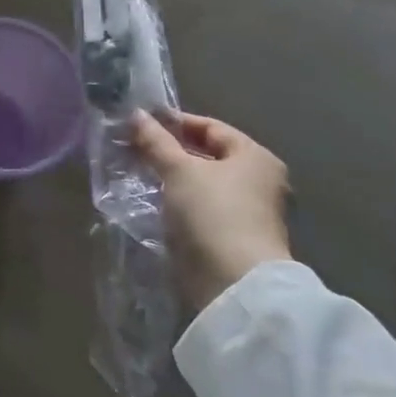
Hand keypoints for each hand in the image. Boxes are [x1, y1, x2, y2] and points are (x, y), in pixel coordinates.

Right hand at [130, 110, 291, 315]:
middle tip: (136, 147)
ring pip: (204, 183)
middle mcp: (259, 180)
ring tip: (139, 172)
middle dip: (172, 151)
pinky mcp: (235, 236)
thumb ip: (156, 141)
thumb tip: (136, 114)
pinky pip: (203, 207)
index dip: (175, 122)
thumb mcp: (178, 170)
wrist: (234, 282)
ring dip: (174, 177)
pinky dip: (180, 200)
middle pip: (208, 155)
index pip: (211, 127)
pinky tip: (155, 200)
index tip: (142, 123)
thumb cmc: (212, 213)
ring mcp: (250, 211)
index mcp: (255, 156)